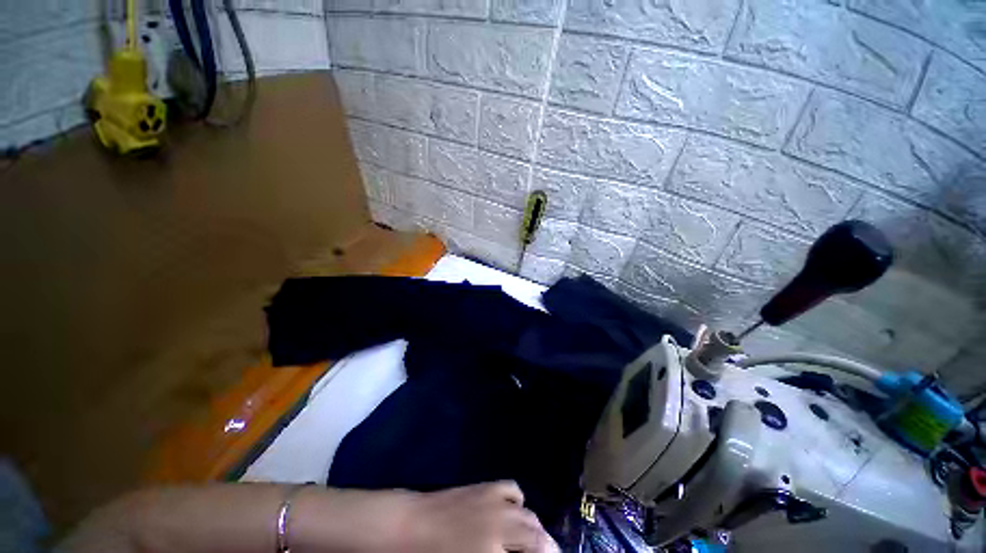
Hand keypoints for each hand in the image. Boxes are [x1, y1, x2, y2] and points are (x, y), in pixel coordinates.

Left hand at [402, 481, 558, 552]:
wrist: (411, 524)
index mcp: (496, 549)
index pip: (535, 552)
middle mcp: (502, 522)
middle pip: (537, 535)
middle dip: (548, 548)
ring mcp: (495, 500)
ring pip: (529, 514)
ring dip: (536, 528)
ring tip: (535, 542)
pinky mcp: (486, 486)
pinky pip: (513, 490)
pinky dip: (519, 503)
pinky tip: (515, 513)